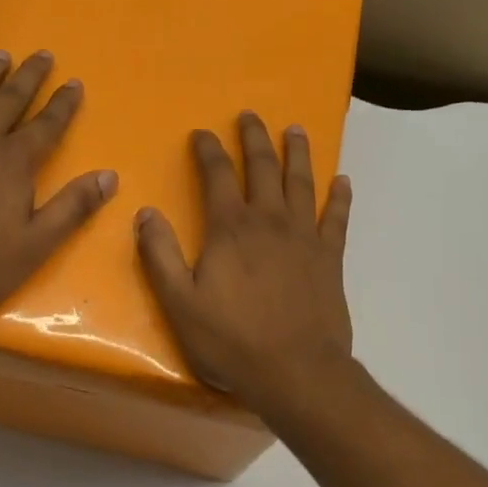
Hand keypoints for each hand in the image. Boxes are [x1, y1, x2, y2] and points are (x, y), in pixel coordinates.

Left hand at [0, 50, 116, 325]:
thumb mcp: (35, 245)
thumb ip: (72, 208)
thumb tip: (109, 176)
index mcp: (13, 162)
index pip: (46, 124)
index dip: (63, 104)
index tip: (74, 82)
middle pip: (10, 99)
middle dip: (29, 76)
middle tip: (42, 54)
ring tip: (1, 54)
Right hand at [135, 111, 354, 411]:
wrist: (296, 371)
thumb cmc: (231, 340)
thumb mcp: (179, 303)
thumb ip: (159, 255)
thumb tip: (145, 212)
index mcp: (230, 229)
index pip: (217, 175)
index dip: (208, 150)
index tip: (202, 133)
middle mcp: (269, 221)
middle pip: (262, 167)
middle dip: (254, 138)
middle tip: (250, 115)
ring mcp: (305, 236)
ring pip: (302, 182)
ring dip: (297, 153)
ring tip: (295, 130)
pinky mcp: (330, 257)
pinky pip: (338, 218)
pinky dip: (340, 197)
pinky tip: (342, 181)